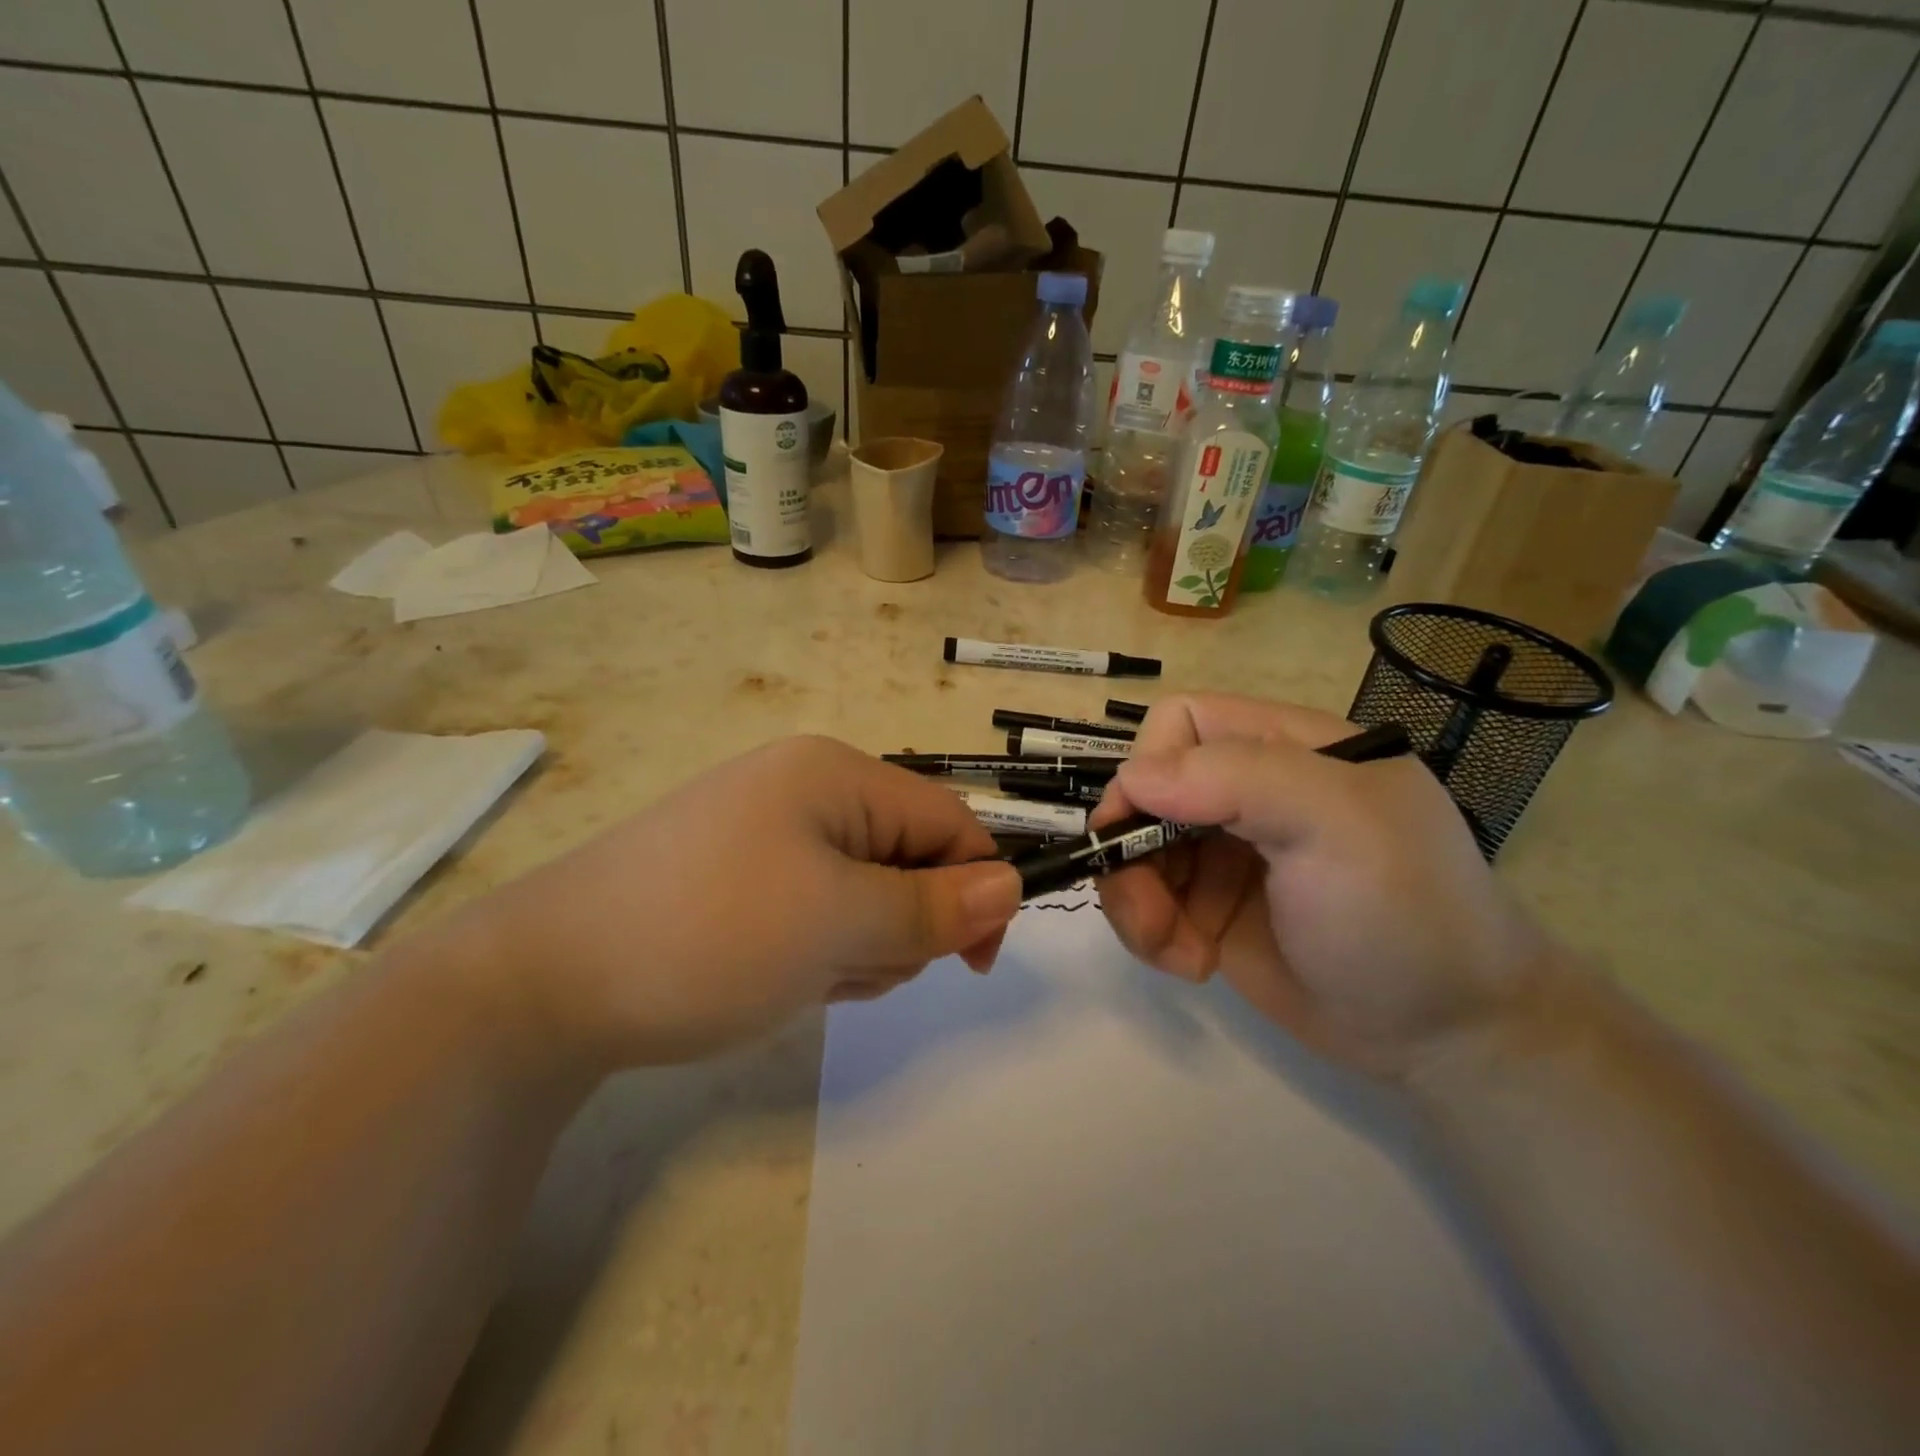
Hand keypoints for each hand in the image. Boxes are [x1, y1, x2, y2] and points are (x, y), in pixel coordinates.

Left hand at [445, 736, 1021, 1070]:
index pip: (947, 820)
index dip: (977, 886)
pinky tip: (776, 975)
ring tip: (804, 975)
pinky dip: (817, 949)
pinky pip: (817, 909)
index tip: (972, 962)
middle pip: (908, 857)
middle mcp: (806, 789)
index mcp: (836, 775)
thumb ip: (934, 906)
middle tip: (852, 967)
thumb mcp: (839, 923)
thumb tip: (1012, 884)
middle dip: (901, 923)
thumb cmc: (710, 934)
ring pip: (866, 892)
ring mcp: (769, 833)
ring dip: (858, 944)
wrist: (544, 982)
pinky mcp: (740, 876)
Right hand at [1094, 695, 1550, 1077]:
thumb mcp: (1335, 824)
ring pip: (1134, 849)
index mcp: (1284, 747)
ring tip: (1177, 951)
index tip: (1143, 828)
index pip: (1182, 722)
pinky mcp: (1210, 908)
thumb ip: (1234, 778)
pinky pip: (1146, 899)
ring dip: (1136, 900)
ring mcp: (1225, 852)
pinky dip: (1150, 932)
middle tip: (1152, 914)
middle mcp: (1247, 792)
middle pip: (1145, 792)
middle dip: (1131, 851)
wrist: (1448, 1036)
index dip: (1149, 767)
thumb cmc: (1402, 912)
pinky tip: (1193, 963)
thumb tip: (1131, 779)